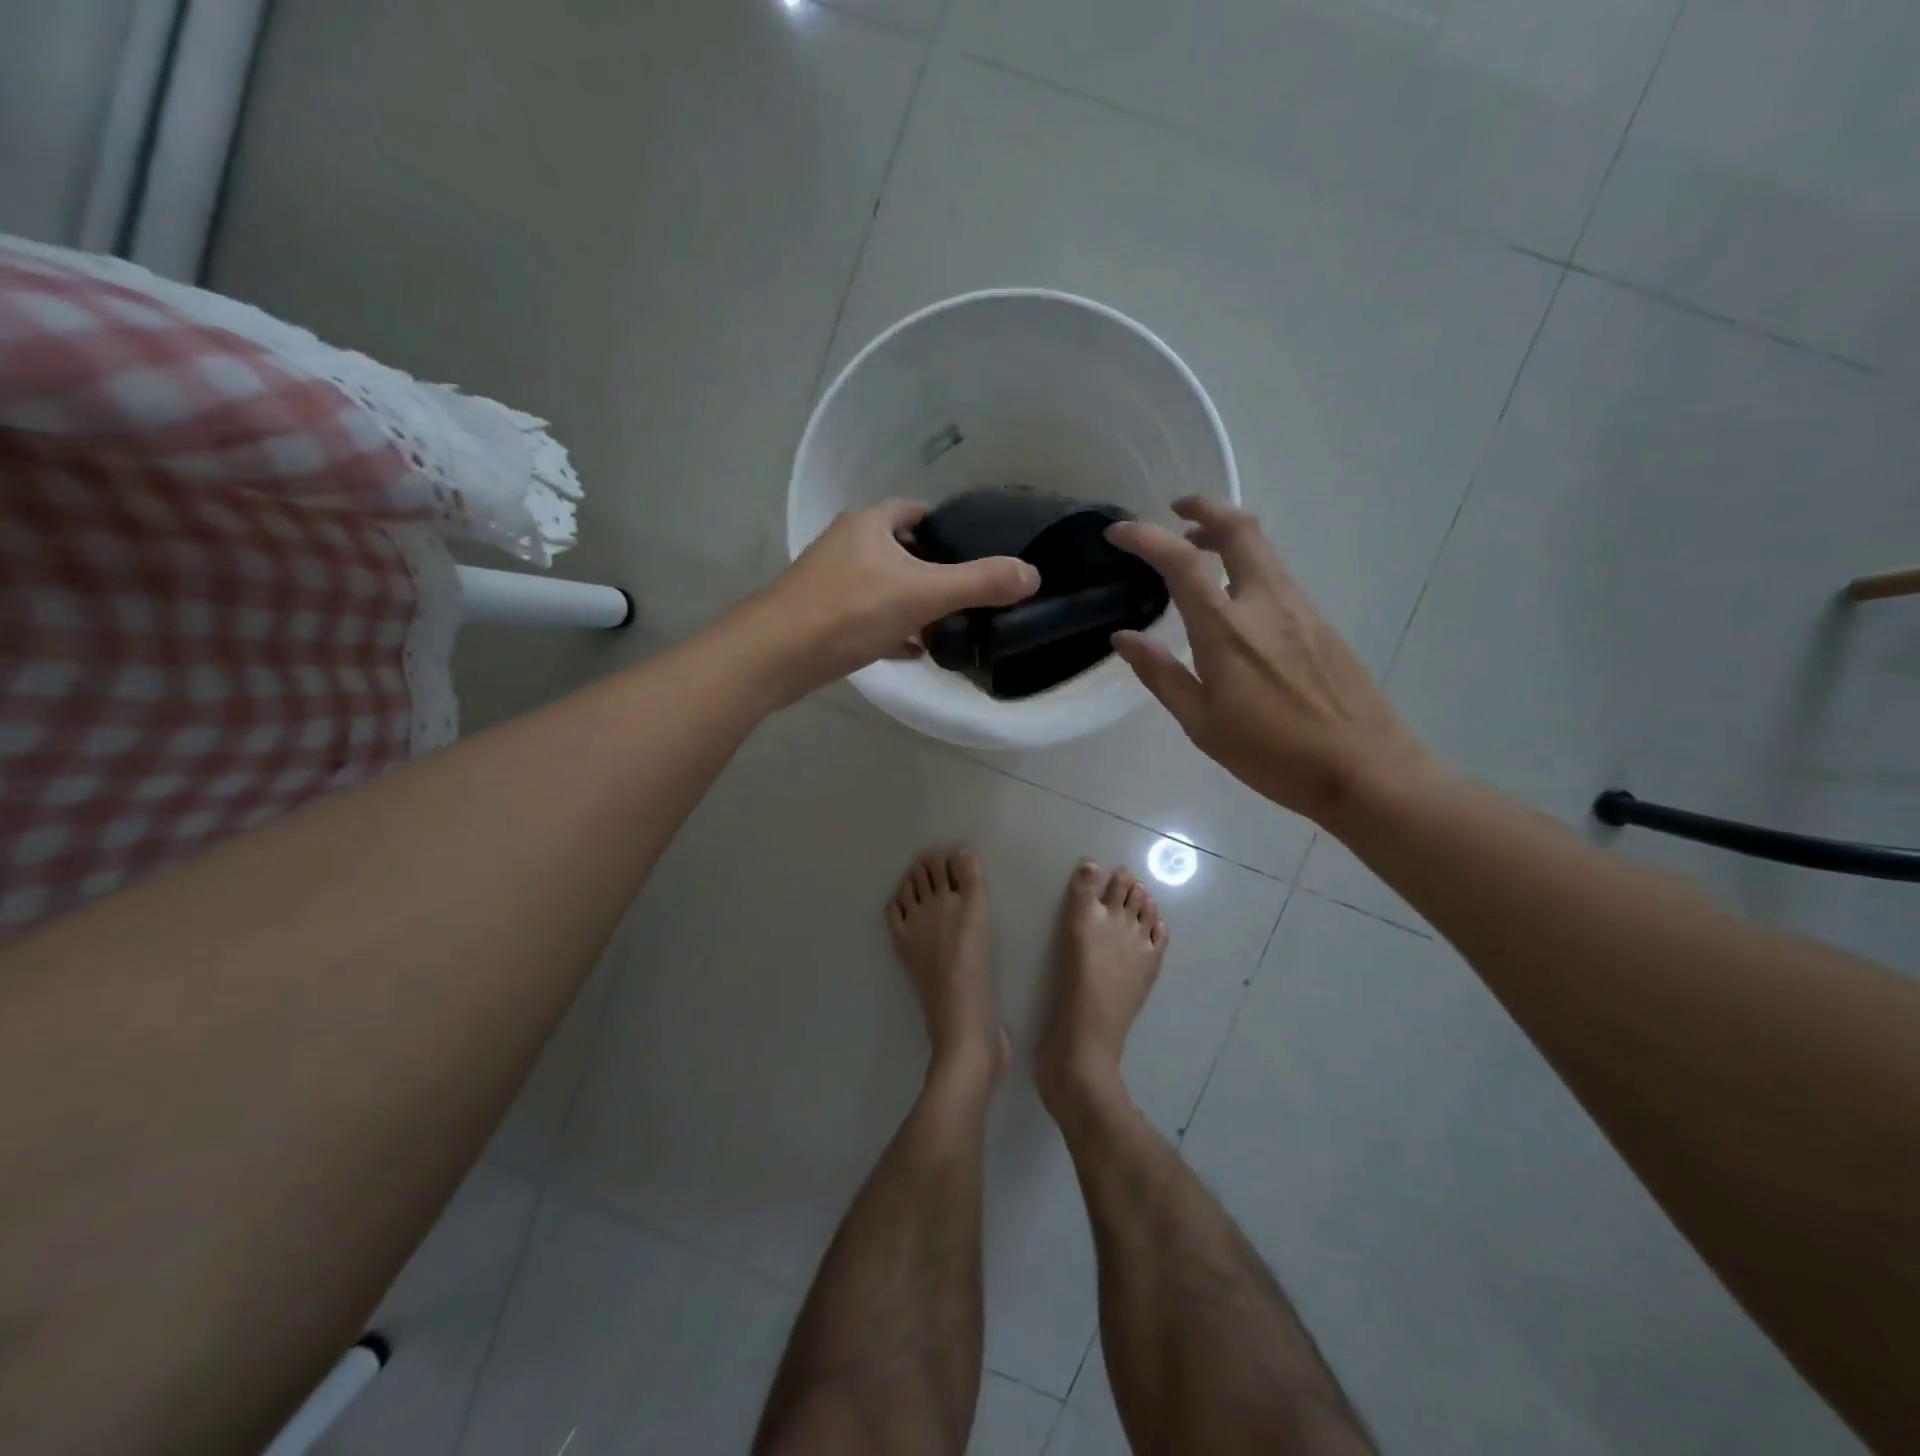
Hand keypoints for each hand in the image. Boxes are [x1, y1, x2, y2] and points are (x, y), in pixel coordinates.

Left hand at [759, 499, 1039, 698]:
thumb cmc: (850, 610)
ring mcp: (830, 582)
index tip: (974, 548)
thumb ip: (978, 583)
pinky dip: (891, 629)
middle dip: (932, 568)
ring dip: (912, 602)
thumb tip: (1032, 575)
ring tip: (948, 624)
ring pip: (883, 586)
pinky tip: (913, 651)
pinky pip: (867, 617)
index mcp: (869, 525)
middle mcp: (846, 545)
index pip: (914, 510)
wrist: (777, 655)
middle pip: (900, 549)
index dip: (945, 525)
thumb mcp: (923, 594)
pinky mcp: (821, 617)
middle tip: (967, 592)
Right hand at [1106, 497, 1429, 824]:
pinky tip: (1237, 602)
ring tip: (1198, 553)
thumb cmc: (1271, 753)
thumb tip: (1123, 638)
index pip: (1180, 561)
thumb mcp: (1201, 723)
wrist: (1364, 768)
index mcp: (1226, 629)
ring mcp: (1300, 609)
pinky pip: (1278, 577)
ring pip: (1263, 550)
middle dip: (1204, 508)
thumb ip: (1161, 674)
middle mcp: (1265, 604)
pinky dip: (1248, 567)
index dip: (1145, 537)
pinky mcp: (1321, 624)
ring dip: (1227, 537)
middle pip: (1239, 529)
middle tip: (1177, 510)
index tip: (1117, 533)